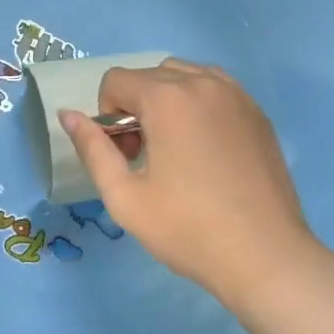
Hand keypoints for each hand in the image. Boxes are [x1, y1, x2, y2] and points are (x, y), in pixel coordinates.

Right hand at [60, 60, 325, 308]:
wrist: (266, 258)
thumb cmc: (188, 229)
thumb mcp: (124, 197)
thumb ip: (92, 148)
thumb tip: (67, 115)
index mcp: (167, 98)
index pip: (116, 80)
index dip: (107, 116)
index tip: (125, 156)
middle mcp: (202, 82)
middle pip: (149, 75)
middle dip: (135, 107)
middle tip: (145, 156)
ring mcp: (236, 94)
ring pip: (183, 76)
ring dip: (166, 100)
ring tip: (175, 148)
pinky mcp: (257, 112)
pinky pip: (215, 88)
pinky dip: (198, 104)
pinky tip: (205, 148)